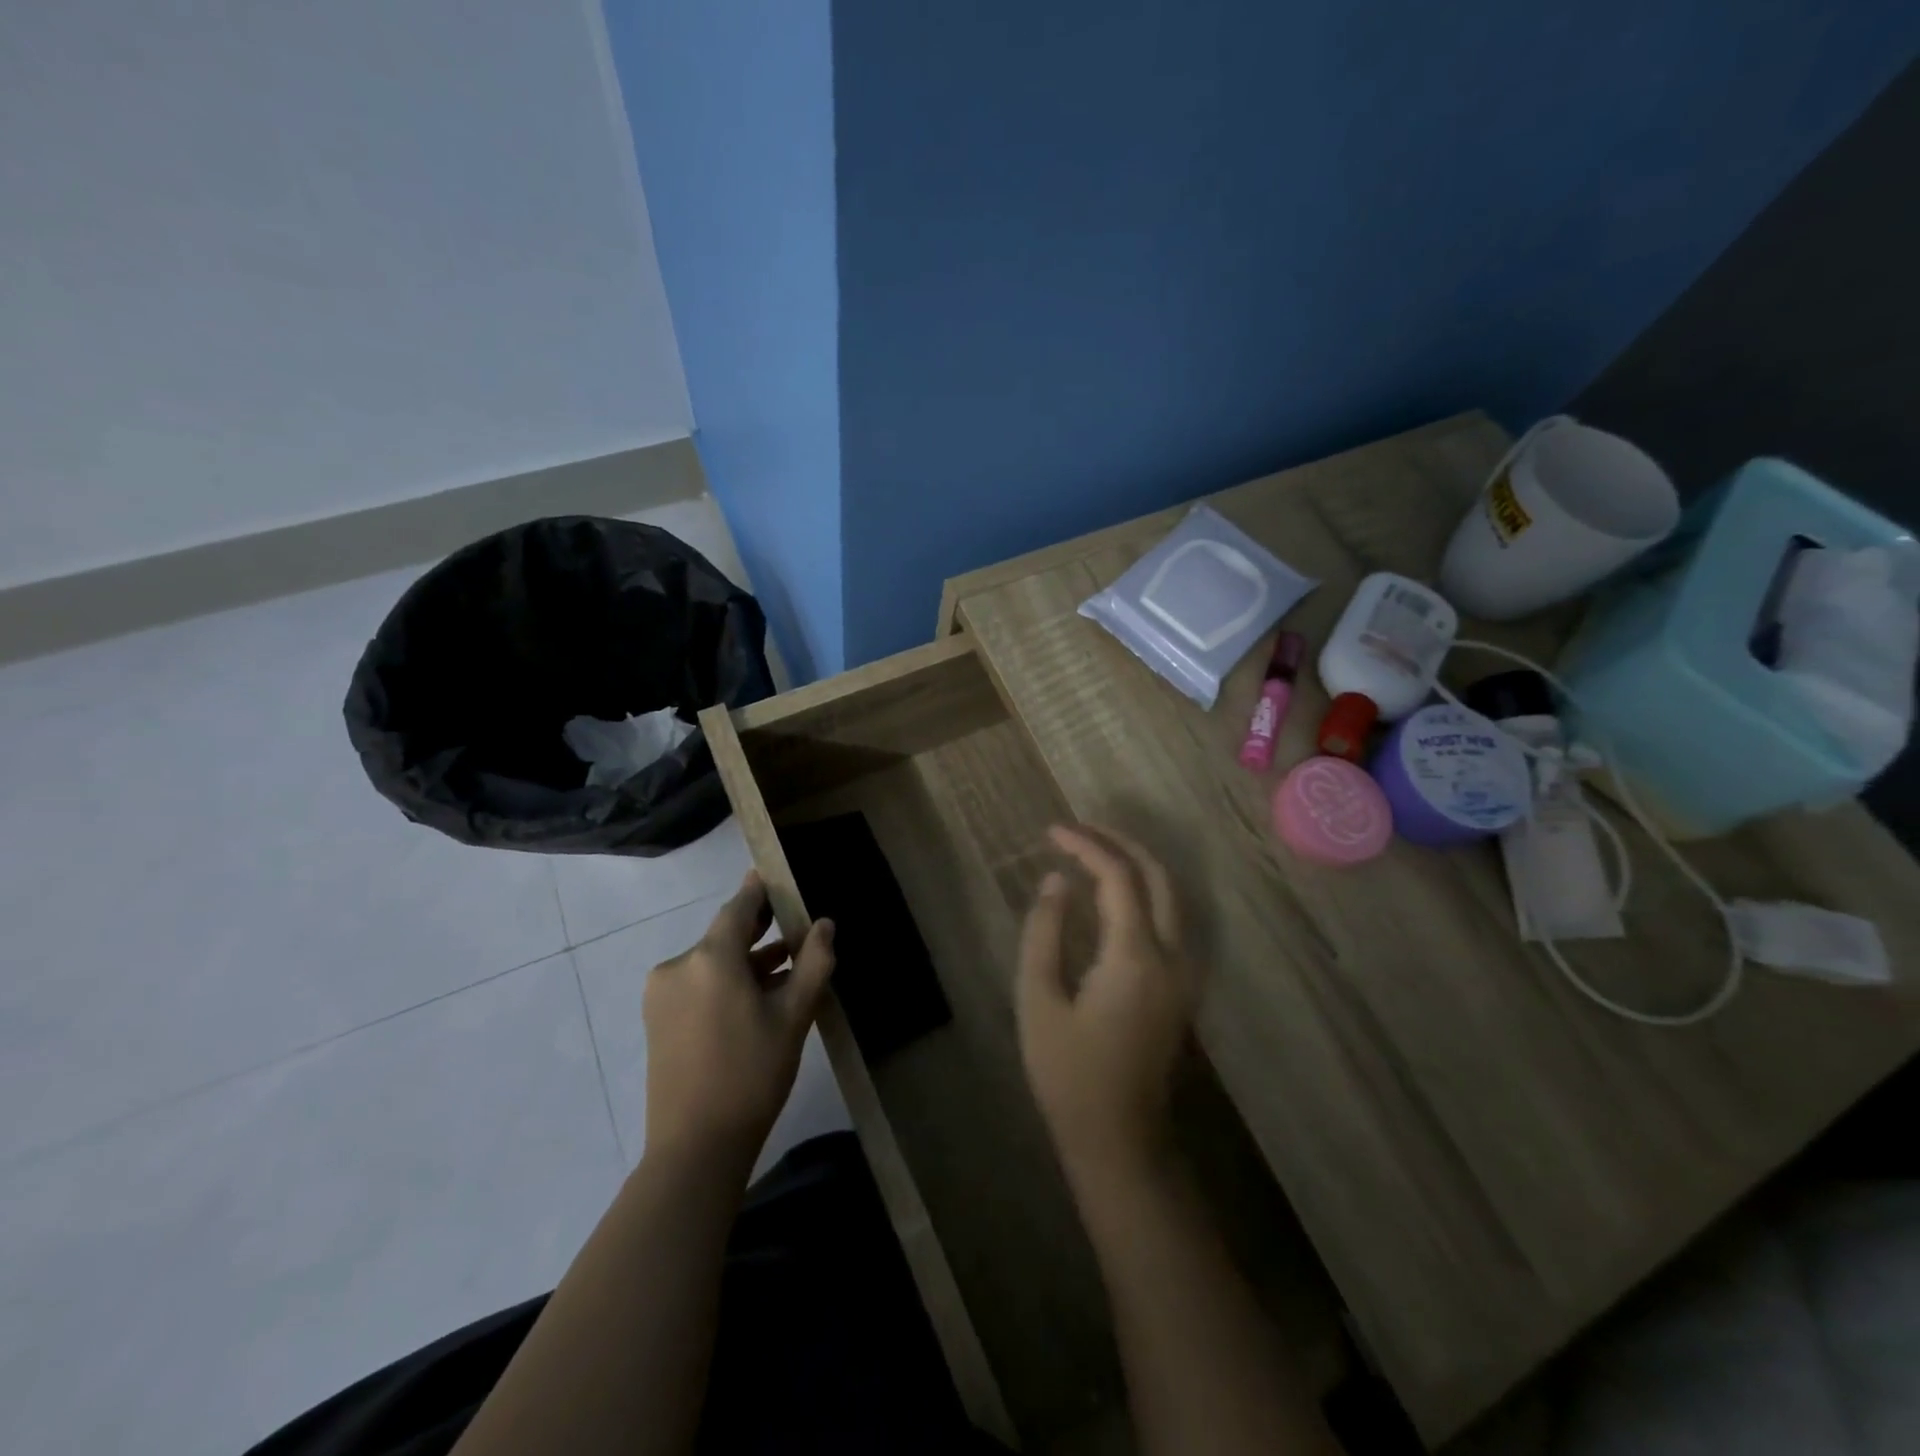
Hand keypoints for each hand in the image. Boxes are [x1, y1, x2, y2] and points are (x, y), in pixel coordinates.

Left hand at [642, 871, 834, 1163]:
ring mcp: (662, 994)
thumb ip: (813, 963)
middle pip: (724, 935)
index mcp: (710, 958)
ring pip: (712, 962)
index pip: (739, 907)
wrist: (695, 1147)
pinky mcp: (657, 1019)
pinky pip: (698, 984)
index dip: (759, 890)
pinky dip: (726, 982)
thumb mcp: (793, 1017)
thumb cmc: (752, 1074)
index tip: (775, 875)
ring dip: (746, 961)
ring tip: (786, 967)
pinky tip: (756, 998)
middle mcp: (679, 966)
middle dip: (759, 929)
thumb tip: (824, 924)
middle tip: (792, 922)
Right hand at [1016, 825, 1200, 1183]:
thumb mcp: (1038, 1001)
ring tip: (1093, 849)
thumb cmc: (1068, 1073)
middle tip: (1077, 830)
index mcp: (1135, 958)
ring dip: (1136, 863)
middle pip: (1158, 875)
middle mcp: (1172, 956)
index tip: (1052, 832)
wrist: (1119, 1138)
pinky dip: (1145, 889)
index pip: (1118, 877)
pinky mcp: (1184, 986)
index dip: (1085, 845)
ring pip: (1172, 894)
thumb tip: (1056, 882)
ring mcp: (1186, 972)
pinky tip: (1114, 890)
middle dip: (1119, 842)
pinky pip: (1172, 918)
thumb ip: (1045, 933)